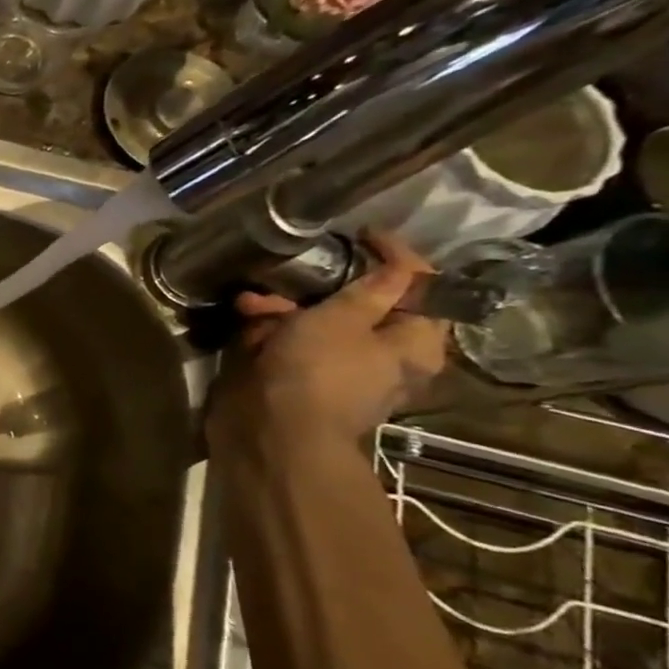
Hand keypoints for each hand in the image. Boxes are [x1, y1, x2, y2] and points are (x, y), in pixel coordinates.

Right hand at [206, 233, 450, 454]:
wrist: (272, 434)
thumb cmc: (316, 372)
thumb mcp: (342, 319)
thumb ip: (371, 289)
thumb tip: (400, 266)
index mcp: (415, 343)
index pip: (423, 286)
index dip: (397, 256)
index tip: (365, 234)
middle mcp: (386, 358)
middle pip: (365, 307)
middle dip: (324, 288)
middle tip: (295, 273)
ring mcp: (341, 371)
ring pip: (320, 326)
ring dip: (286, 309)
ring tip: (251, 303)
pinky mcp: (301, 382)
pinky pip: (293, 347)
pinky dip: (271, 332)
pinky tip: (245, 323)